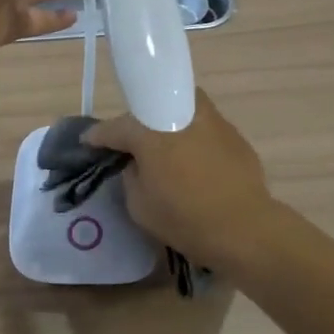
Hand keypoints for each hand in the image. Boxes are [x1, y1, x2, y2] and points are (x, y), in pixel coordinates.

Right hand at [82, 90, 279, 270]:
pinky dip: (193, 135)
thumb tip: (135, 163)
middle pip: (151, 105)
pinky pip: (204, 125)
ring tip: (165, 142)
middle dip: (137, 120)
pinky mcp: (233, 133)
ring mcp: (211, 121)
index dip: (98, 135)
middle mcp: (181, 115)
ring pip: (182, 106)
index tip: (89, 142)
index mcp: (151, 133)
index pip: (116, 127)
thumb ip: (130, 176)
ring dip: (169, 119)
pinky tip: (194, 157)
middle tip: (130, 142)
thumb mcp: (140, 206)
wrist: (245, 228)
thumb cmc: (185, 219)